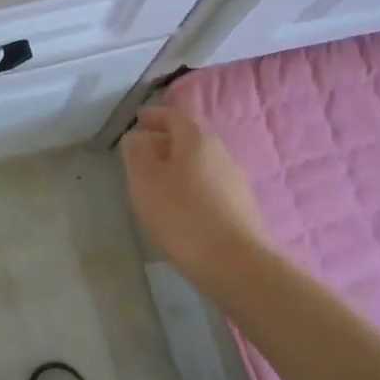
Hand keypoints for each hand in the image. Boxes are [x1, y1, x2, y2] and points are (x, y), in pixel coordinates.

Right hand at [119, 106, 271, 286]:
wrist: (235, 263)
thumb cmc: (182, 215)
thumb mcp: (145, 180)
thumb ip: (136, 153)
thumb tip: (136, 137)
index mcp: (197, 139)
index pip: (174, 117)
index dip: (154, 116)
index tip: (138, 119)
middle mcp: (221, 153)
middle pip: (189, 140)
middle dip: (165, 143)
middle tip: (142, 154)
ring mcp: (236, 181)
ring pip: (200, 165)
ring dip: (179, 168)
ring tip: (158, 184)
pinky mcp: (242, 208)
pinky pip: (210, 187)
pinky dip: (192, 188)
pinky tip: (181, 208)